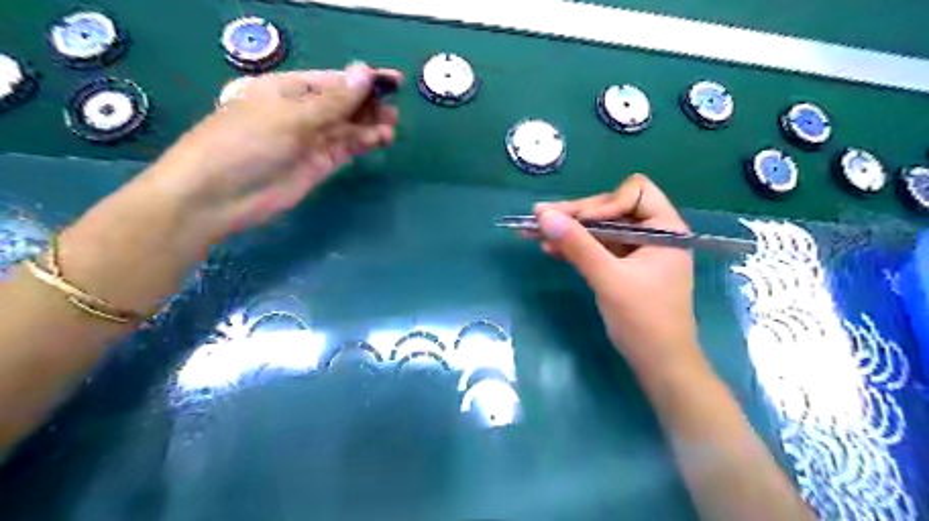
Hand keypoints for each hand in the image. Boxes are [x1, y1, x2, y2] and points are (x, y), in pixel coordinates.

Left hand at [143, 61, 401, 244]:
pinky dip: (363, 144)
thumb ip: (333, 101)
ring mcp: (310, 140)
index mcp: (288, 90)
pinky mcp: (317, 165)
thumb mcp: (290, 117)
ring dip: (369, 126)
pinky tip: (380, 140)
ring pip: (347, 128)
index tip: (393, 81)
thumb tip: (365, 73)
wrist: (218, 197)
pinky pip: (345, 148)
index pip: (333, 80)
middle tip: (394, 111)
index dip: (363, 79)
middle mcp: (301, 112)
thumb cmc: (246, 144)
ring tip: (392, 128)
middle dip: (369, 105)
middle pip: (343, 104)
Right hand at [533, 176, 699, 377]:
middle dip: (576, 215)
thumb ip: (578, 245)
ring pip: (600, 229)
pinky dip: (576, 247)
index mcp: (665, 229)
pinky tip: (550, 248)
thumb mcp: (608, 279)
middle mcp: (653, 233)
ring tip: (534, 232)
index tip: (579, 223)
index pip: (634, 193)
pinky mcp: (624, 267)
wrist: (659, 364)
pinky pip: (598, 248)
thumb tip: (544, 215)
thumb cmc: (643, 321)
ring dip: (570, 231)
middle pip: (611, 209)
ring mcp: (638, 251)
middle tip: (539, 218)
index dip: (604, 203)